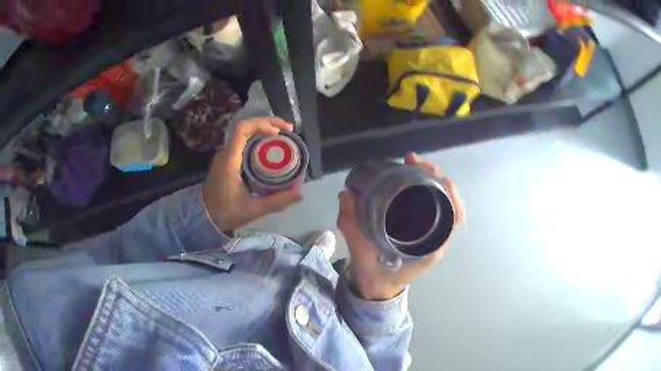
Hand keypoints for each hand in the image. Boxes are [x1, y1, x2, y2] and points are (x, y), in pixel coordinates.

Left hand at [203, 117, 302, 231]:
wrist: (204, 219)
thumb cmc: (226, 213)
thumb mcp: (252, 210)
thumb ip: (276, 202)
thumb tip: (300, 194)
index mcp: (230, 161)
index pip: (242, 130)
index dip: (261, 124)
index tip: (278, 132)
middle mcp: (226, 153)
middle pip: (246, 127)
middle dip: (268, 123)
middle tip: (288, 130)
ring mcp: (225, 156)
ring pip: (244, 133)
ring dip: (263, 129)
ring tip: (282, 135)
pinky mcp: (226, 161)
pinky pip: (243, 142)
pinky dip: (258, 139)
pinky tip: (269, 146)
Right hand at [338, 153, 464, 300]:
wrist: (375, 290)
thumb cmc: (375, 277)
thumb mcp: (361, 254)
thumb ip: (352, 226)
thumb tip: (346, 194)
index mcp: (430, 247)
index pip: (453, 216)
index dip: (448, 191)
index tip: (431, 173)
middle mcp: (434, 239)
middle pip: (448, 203)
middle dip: (435, 178)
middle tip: (413, 162)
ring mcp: (427, 234)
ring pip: (438, 202)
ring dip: (429, 180)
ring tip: (410, 164)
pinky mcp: (418, 231)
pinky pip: (426, 206)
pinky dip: (420, 189)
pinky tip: (406, 179)